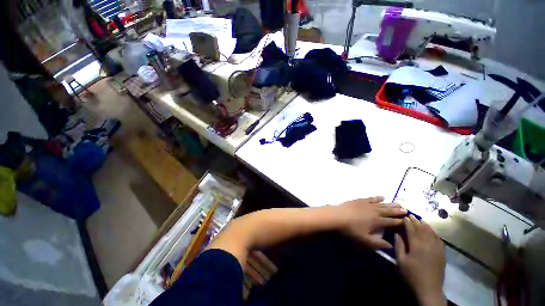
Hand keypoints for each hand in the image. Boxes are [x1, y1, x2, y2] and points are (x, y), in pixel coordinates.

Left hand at [338, 197, 406, 248]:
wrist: (338, 216)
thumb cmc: (351, 229)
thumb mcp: (364, 240)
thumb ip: (378, 243)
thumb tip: (391, 246)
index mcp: (377, 221)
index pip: (391, 222)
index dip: (399, 222)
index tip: (407, 221)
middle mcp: (374, 211)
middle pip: (388, 211)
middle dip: (397, 211)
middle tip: (406, 210)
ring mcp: (367, 204)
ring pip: (382, 204)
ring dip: (390, 204)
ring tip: (398, 203)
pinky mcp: (360, 200)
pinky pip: (371, 198)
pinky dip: (377, 198)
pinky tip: (382, 197)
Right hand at [395, 215, 446, 305]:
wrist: (429, 288)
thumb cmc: (412, 274)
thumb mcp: (401, 261)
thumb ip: (399, 246)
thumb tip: (397, 233)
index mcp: (416, 245)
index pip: (411, 229)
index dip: (407, 222)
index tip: (404, 217)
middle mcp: (427, 244)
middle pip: (422, 229)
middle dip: (416, 221)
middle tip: (411, 215)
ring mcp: (437, 248)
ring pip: (431, 232)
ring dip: (425, 225)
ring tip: (420, 220)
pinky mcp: (442, 253)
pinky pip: (438, 239)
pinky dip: (434, 233)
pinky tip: (431, 231)